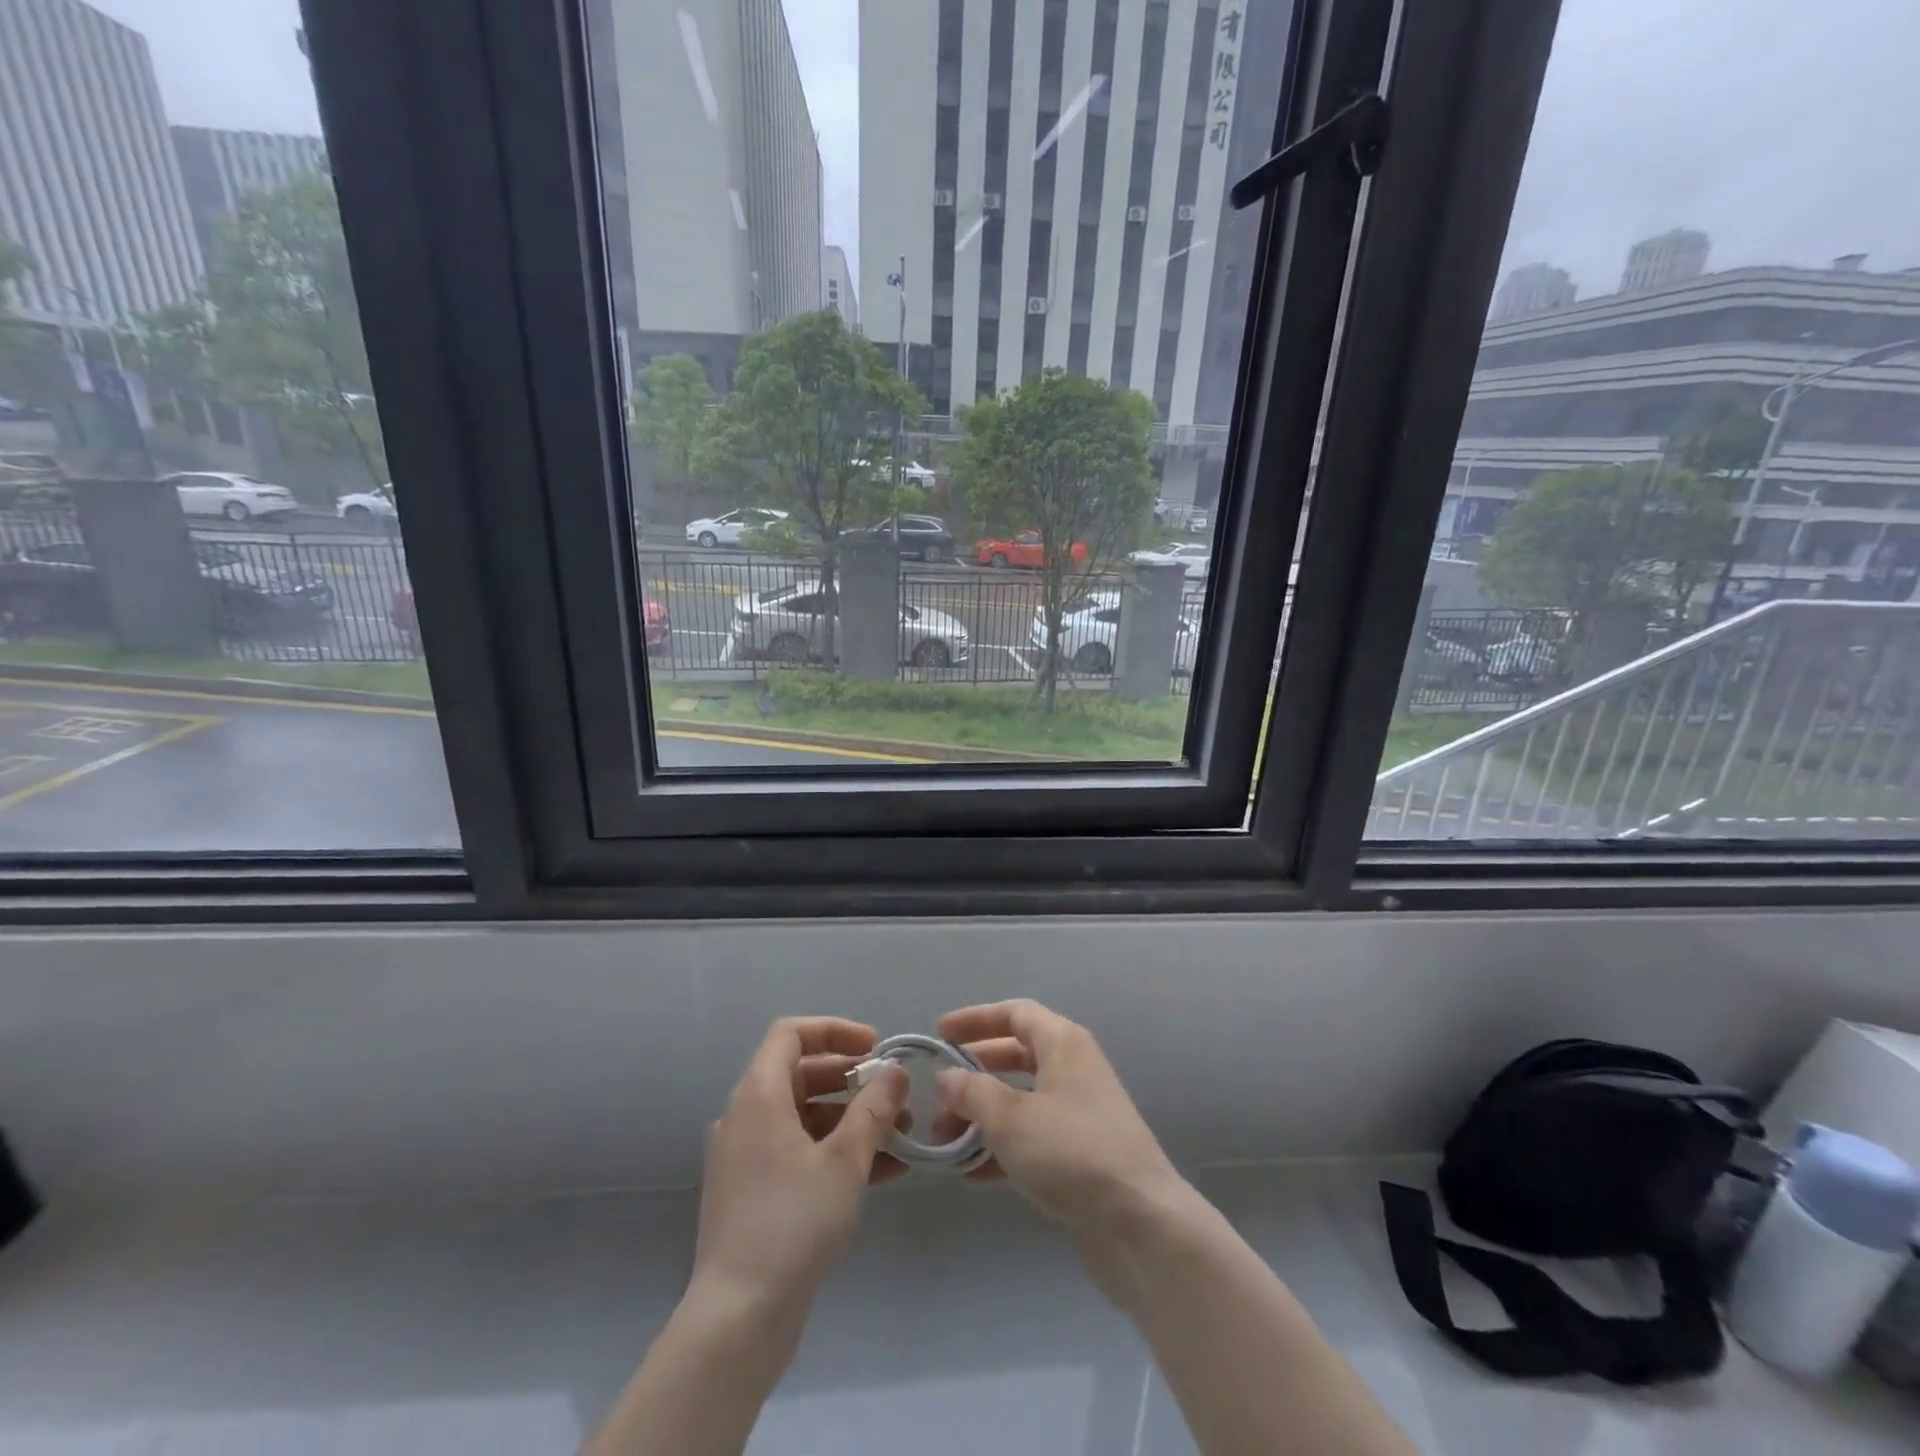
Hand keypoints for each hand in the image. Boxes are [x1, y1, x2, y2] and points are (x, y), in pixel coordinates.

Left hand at [689, 1017, 909, 1321]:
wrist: (737, 1319)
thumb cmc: (793, 1223)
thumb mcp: (845, 1160)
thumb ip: (873, 1109)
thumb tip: (895, 1072)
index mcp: (758, 1096)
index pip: (791, 1034)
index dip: (834, 1031)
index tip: (874, 1047)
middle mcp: (744, 1117)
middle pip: (800, 1074)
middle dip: (852, 1080)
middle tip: (893, 1094)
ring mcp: (744, 1157)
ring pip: (803, 1117)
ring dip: (850, 1119)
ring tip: (899, 1136)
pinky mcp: (750, 1193)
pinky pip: (796, 1153)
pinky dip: (834, 1152)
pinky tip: (881, 1172)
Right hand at [934, 999, 1189, 1241]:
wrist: (1140, 1224)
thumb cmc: (1071, 1152)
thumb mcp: (1010, 1118)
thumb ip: (972, 1092)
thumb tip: (946, 1077)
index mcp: (1063, 1043)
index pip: (1014, 1014)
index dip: (975, 1019)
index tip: (940, 1034)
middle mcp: (1074, 1068)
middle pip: (1016, 1056)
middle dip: (974, 1074)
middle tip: (938, 1094)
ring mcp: (1080, 1112)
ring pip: (1022, 1100)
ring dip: (983, 1115)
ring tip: (946, 1140)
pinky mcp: (1082, 1153)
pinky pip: (1033, 1136)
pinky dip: (1003, 1146)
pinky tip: (973, 1174)